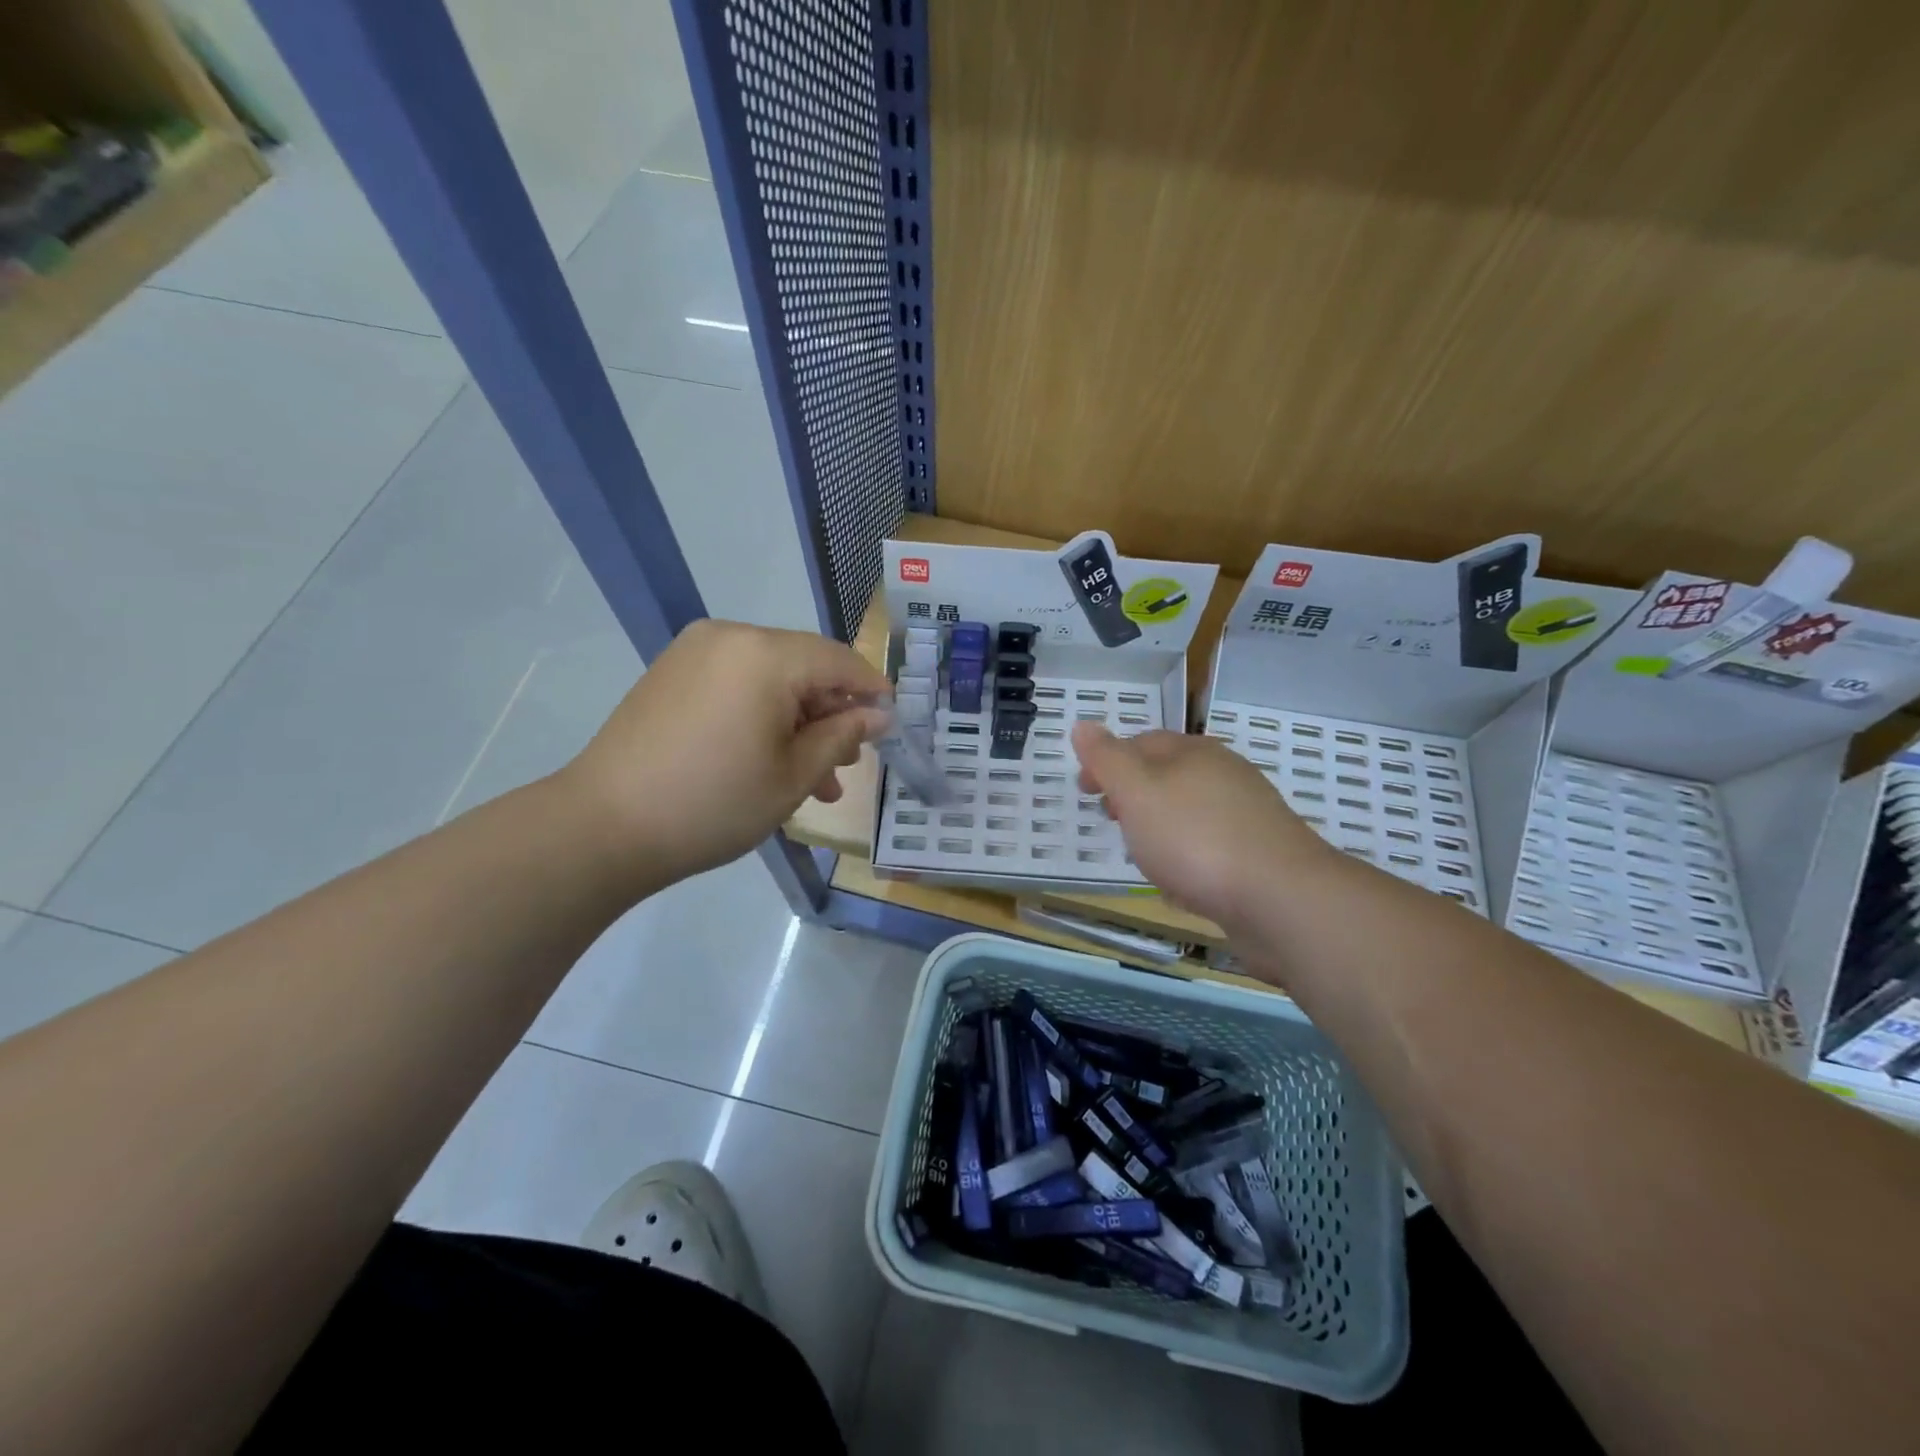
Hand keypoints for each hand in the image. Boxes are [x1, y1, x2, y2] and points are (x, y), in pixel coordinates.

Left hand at [562, 619, 890, 885]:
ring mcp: (695, 653)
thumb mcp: (793, 776)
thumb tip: (876, 715)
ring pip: (771, 679)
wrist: (604, 827)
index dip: (871, 691)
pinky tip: (770, 761)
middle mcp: (731, 637)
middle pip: (804, 667)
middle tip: (845, 767)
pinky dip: (762, 715)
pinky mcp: (672, 673)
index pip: (839, 662)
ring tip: (813, 780)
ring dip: (797, 722)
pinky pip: (737, 684)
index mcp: (766, 655)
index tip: (891, 723)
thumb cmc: (714, 803)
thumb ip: (841, 736)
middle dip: (831, 715)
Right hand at [1072, 724, 1333, 931]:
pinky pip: (1211, 845)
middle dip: (1133, 794)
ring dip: (1160, 826)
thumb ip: (1107, 759)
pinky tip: (1181, 882)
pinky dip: (1188, 855)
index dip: (1107, 761)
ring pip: (1190, 811)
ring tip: (1140, 854)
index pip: (1141, 742)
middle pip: (1168, 775)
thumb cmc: (1195, 838)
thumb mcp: (1137, 792)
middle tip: (1110, 820)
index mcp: (1194, 752)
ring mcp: (1248, 814)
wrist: (1281, 898)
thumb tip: (1083, 725)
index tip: (1084, 791)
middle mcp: (1224, 775)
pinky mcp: (1260, 854)